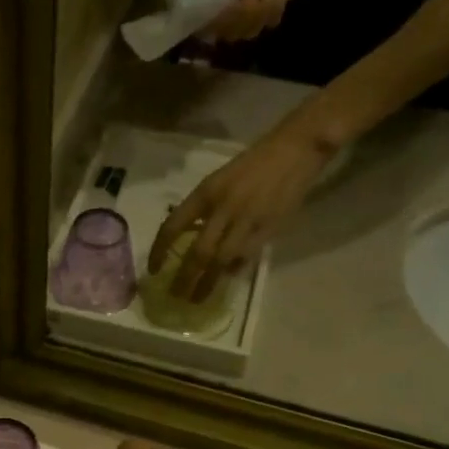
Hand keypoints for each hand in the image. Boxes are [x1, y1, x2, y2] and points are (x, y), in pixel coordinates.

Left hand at [150, 126, 337, 300]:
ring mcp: (247, 220)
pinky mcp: (268, 228)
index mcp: (206, 193)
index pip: (173, 226)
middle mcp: (223, 208)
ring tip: (196, 298)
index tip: (153, 270)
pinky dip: (233, 270)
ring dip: (207, 283)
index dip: (159, 251)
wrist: (294, 150)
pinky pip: (245, 256)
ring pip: (221, 261)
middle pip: (198, 252)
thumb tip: (185, 238)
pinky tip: (225, 278)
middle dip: (184, 278)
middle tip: (175, 295)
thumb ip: (201, 209)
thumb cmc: (251, 165)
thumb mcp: (217, 181)